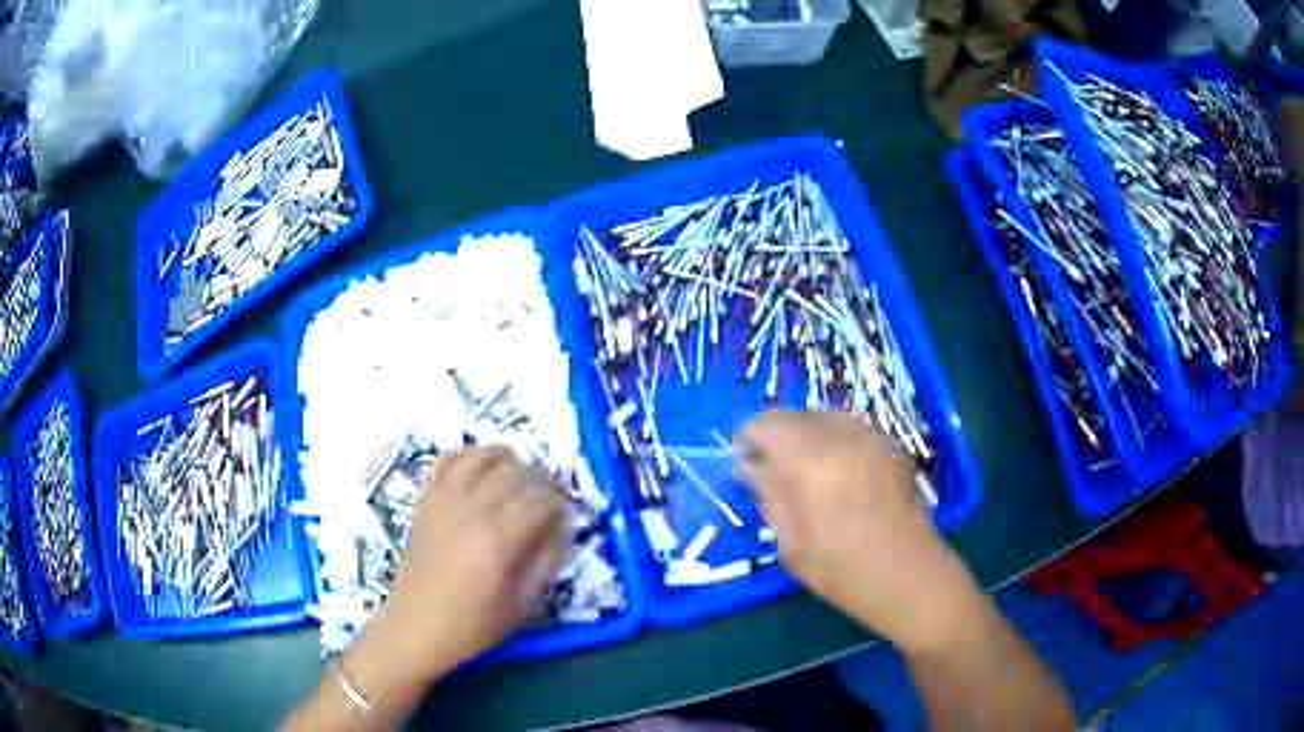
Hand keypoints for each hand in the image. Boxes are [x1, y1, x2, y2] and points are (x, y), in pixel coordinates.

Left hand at [356, 447, 566, 681]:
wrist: (416, 626)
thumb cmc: (472, 624)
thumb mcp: (520, 604)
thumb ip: (543, 564)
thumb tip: (557, 533)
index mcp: (500, 540)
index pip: (541, 502)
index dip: (558, 504)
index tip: (564, 514)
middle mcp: (473, 511)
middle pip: (514, 473)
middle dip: (538, 478)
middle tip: (546, 492)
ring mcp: (445, 502)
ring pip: (480, 458)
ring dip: (504, 457)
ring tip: (517, 468)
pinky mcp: (425, 501)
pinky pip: (446, 463)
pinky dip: (466, 455)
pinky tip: (478, 464)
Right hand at [737, 411, 983, 652]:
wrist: (910, 575)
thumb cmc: (842, 570)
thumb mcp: (791, 542)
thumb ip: (768, 493)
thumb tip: (749, 464)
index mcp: (808, 458)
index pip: (764, 423)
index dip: (748, 439)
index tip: (744, 464)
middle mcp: (839, 434)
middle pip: (794, 415)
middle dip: (776, 437)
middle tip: (772, 472)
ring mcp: (870, 436)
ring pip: (823, 418)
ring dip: (805, 437)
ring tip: (805, 474)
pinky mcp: (890, 445)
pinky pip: (849, 429)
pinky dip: (833, 442)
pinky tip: (838, 475)